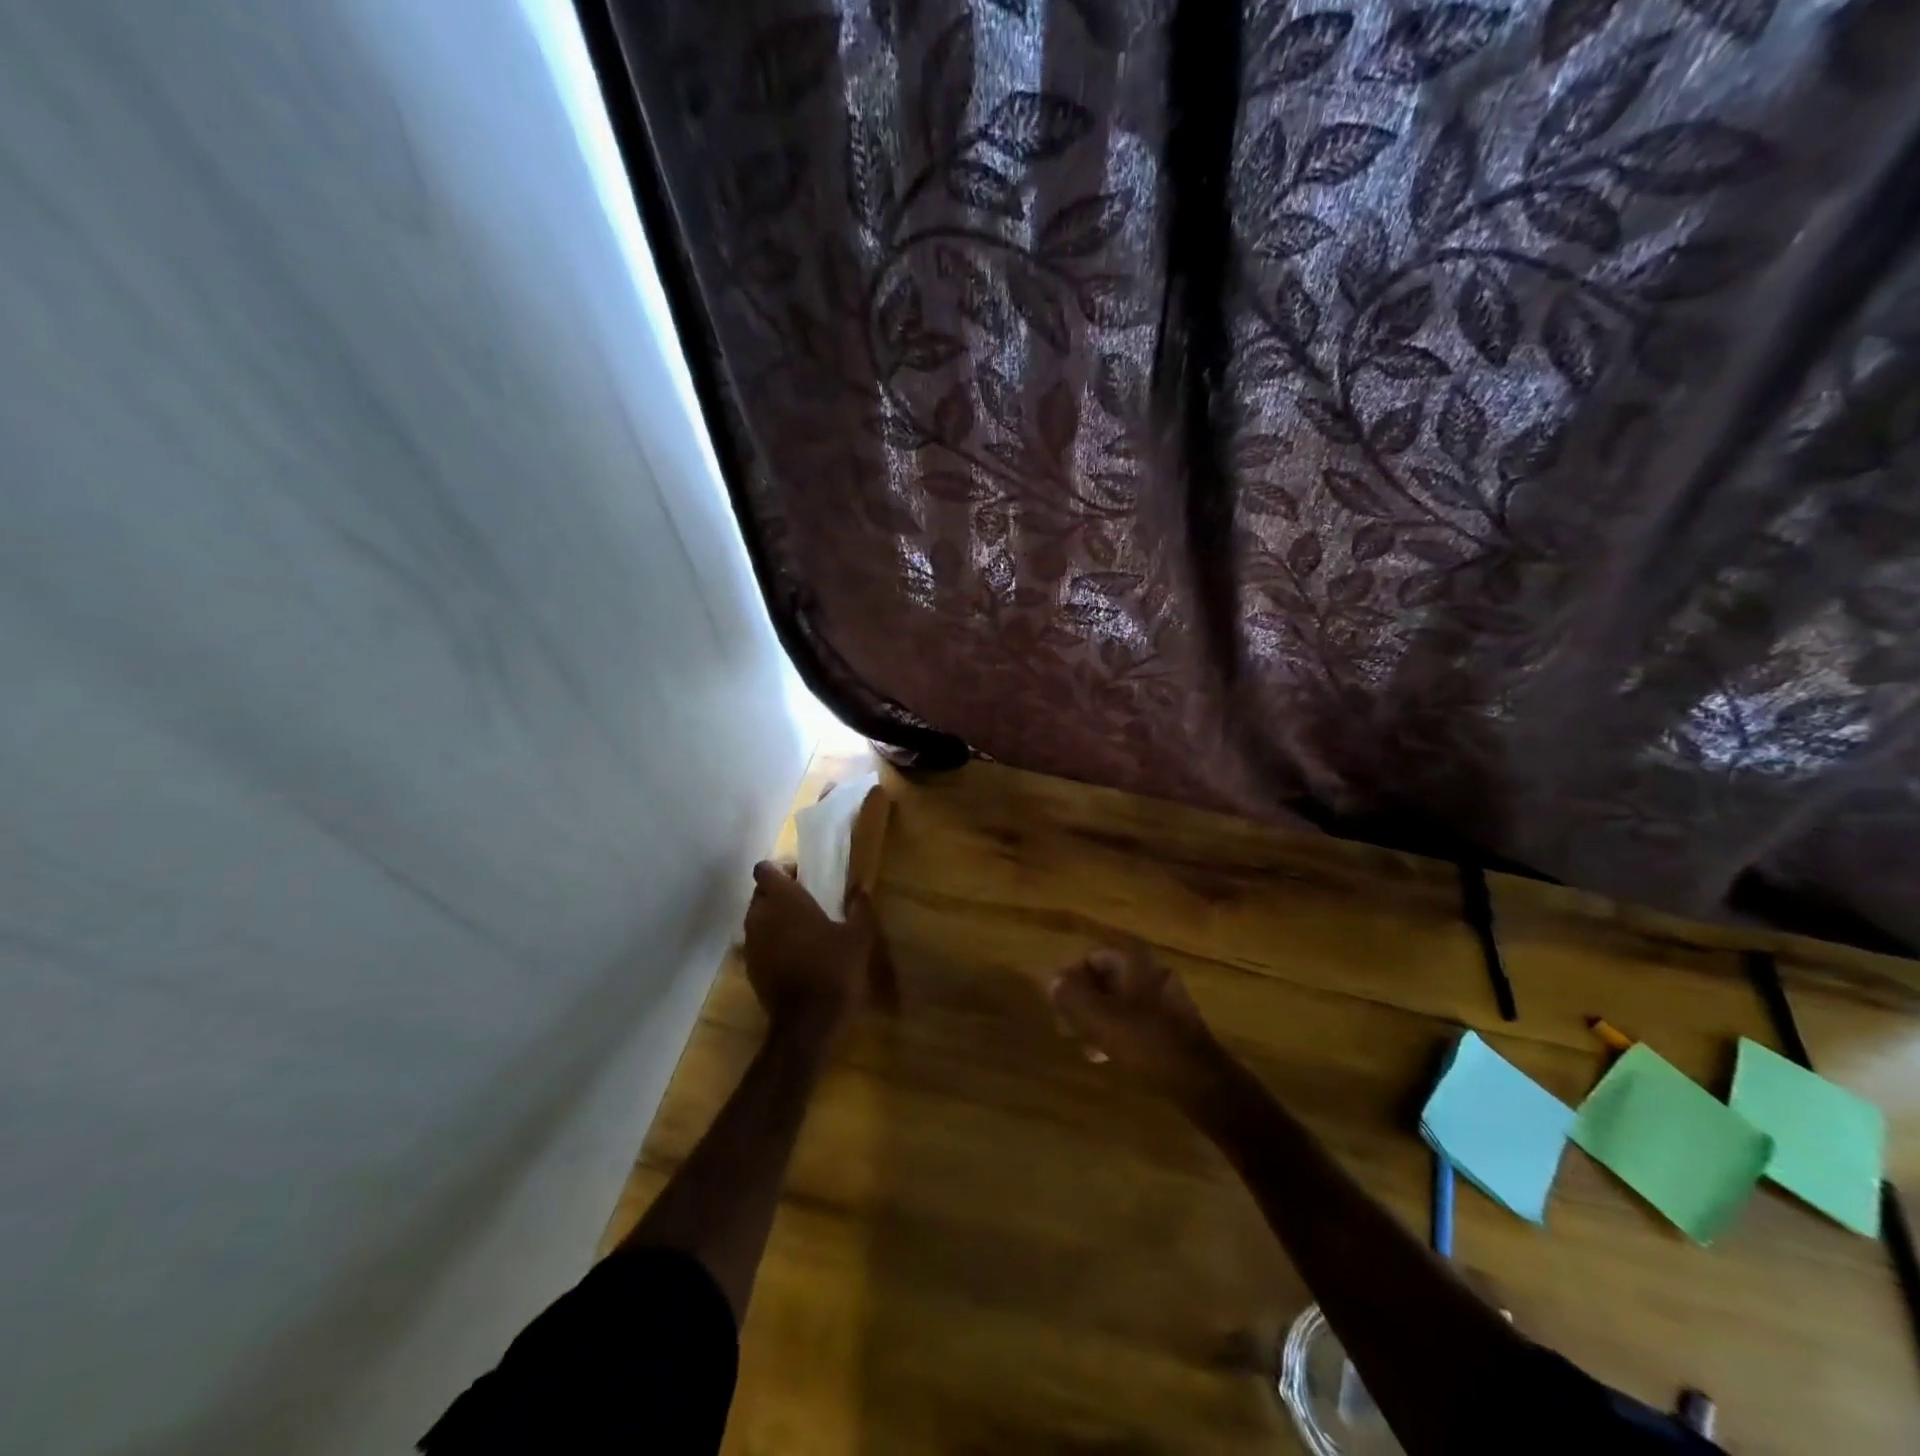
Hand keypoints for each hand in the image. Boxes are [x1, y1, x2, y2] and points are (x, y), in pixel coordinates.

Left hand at [743, 861, 878, 1046]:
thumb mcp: (859, 937)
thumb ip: (859, 907)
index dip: (781, 869)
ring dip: (774, 917)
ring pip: (756, 918)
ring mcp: (752, 944)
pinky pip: (758, 943)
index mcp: (785, 901)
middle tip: (807, 901)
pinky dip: (771, 941)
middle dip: (778, 893)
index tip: (803, 877)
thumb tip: (860, 887)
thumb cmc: (835, 970)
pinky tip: (795, 954)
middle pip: (760, 893)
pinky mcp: (750, 968)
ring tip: (802, 928)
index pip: (765, 870)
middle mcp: (760, 917)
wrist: (808, 1024)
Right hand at [1048, 944, 1226, 1104]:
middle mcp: (1154, 973)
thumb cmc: (1146, 1042)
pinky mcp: (1177, 1026)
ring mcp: (1169, 999)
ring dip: (1101, 1019)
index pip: (1094, 957)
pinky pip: (1139, 1019)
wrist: (1201, 1081)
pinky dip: (1121, 1031)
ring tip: (1086, 1047)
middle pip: (1109, 979)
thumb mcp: (1099, 1019)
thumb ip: (1071, 997)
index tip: (1059, 1002)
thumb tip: (1051, 981)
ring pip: (1123, 1001)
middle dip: (1086, 1000)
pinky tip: (1110, 1056)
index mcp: (1136, 963)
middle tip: (1068, 1025)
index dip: (1072, 976)